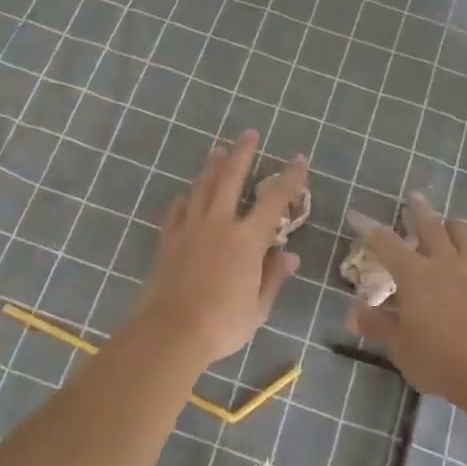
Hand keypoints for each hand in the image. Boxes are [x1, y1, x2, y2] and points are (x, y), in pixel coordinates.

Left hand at [136, 130, 308, 367]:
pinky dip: (184, 200)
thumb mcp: (258, 306)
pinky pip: (176, 212)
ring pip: (201, 189)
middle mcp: (218, 224)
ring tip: (216, 150)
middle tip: (248, 133)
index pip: (273, 201)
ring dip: (211, 167)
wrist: (170, 332)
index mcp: (247, 240)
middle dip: (241, 154)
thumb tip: (288, 255)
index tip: (298, 159)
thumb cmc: (222, 323)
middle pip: (230, 179)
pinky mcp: (168, 241)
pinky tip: (184, 195)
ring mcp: (189, 230)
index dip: (289, 178)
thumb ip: (273, 277)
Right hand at [346, 193, 466, 397]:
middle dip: (418, 211)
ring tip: (450, 219)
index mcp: (414, 274)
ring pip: (462, 238)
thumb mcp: (399, 345)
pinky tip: (466, 261)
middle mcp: (443, 265)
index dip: (369, 228)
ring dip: (452, 225)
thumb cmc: (437, 357)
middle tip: (414, 195)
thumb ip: (377, 324)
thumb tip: (353, 312)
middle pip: (430, 228)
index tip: (356, 214)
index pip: (386, 243)